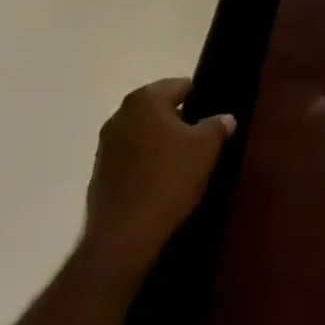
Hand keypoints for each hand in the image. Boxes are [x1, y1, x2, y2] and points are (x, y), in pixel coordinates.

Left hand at [82, 78, 233, 279]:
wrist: (123, 238)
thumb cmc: (168, 180)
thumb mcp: (205, 149)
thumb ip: (217, 125)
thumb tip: (225, 117)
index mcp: (145, 98)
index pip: (181, 86)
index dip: (200, 100)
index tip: (213, 120)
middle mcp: (120, 114)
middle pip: (159, 109)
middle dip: (179, 123)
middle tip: (200, 144)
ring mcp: (105, 145)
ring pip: (143, 135)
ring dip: (160, 145)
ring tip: (181, 167)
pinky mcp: (98, 174)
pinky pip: (129, 160)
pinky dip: (144, 166)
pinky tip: (159, 186)